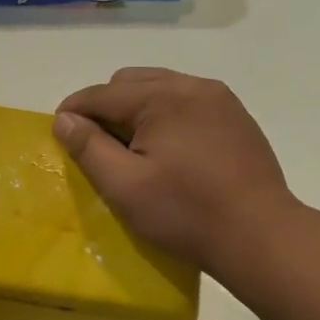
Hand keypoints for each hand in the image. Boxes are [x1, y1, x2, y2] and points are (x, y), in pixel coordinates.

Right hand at [55, 67, 297, 271]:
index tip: (59, 133)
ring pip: (160, 89)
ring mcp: (219, 99)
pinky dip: (166, 116)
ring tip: (133, 147)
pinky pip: (187, 103)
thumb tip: (64, 119)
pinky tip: (168, 150)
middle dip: (106, 107)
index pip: (102, 94)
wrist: (260, 236)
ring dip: (136, 110)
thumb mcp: (124, 186)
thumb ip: (88, 147)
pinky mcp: (236, 117)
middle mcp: (192, 85)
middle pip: (130, 83)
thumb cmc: (185, 213)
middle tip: (99, 146)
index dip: (74, 111)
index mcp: (162, 97)